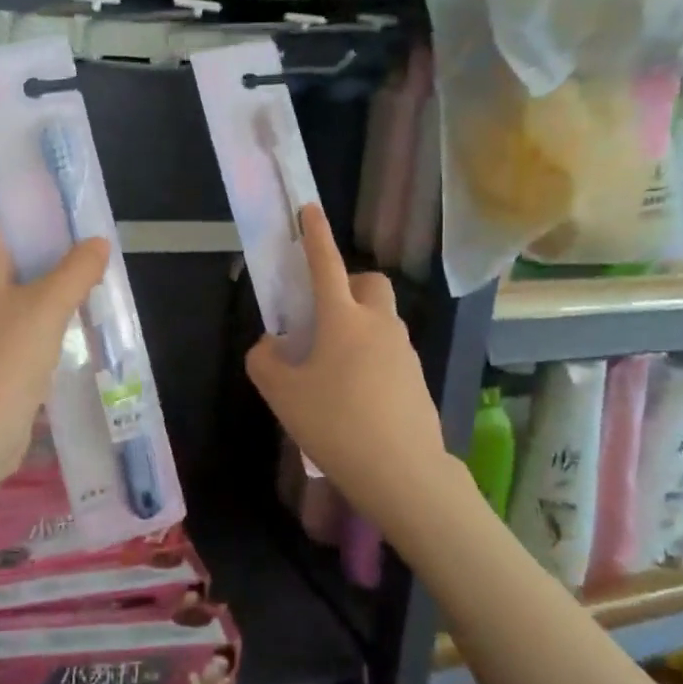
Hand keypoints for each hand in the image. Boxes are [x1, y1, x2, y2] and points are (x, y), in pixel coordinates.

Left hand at [0, 217, 110, 488]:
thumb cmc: (3, 362)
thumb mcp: (46, 308)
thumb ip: (75, 271)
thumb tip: (98, 243)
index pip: (1, 223)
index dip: (34, 211)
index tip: (73, 209)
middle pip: (16, 257)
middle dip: (55, 249)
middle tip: (97, 246)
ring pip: (26, 293)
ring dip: (58, 286)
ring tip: (99, 279)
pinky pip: (29, 324)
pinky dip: (54, 318)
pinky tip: (84, 322)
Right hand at [247, 206, 450, 532]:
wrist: (403, 474)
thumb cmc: (335, 424)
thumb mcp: (282, 394)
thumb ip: (265, 360)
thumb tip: (272, 346)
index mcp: (343, 319)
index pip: (326, 264)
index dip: (315, 235)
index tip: (309, 209)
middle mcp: (379, 325)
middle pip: (370, 283)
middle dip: (348, 284)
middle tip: (323, 315)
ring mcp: (404, 352)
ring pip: (382, 319)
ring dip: (358, 325)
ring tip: (331, 367)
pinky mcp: (417, 379)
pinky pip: (390, 351)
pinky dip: (371, 357)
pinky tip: (354, 396)